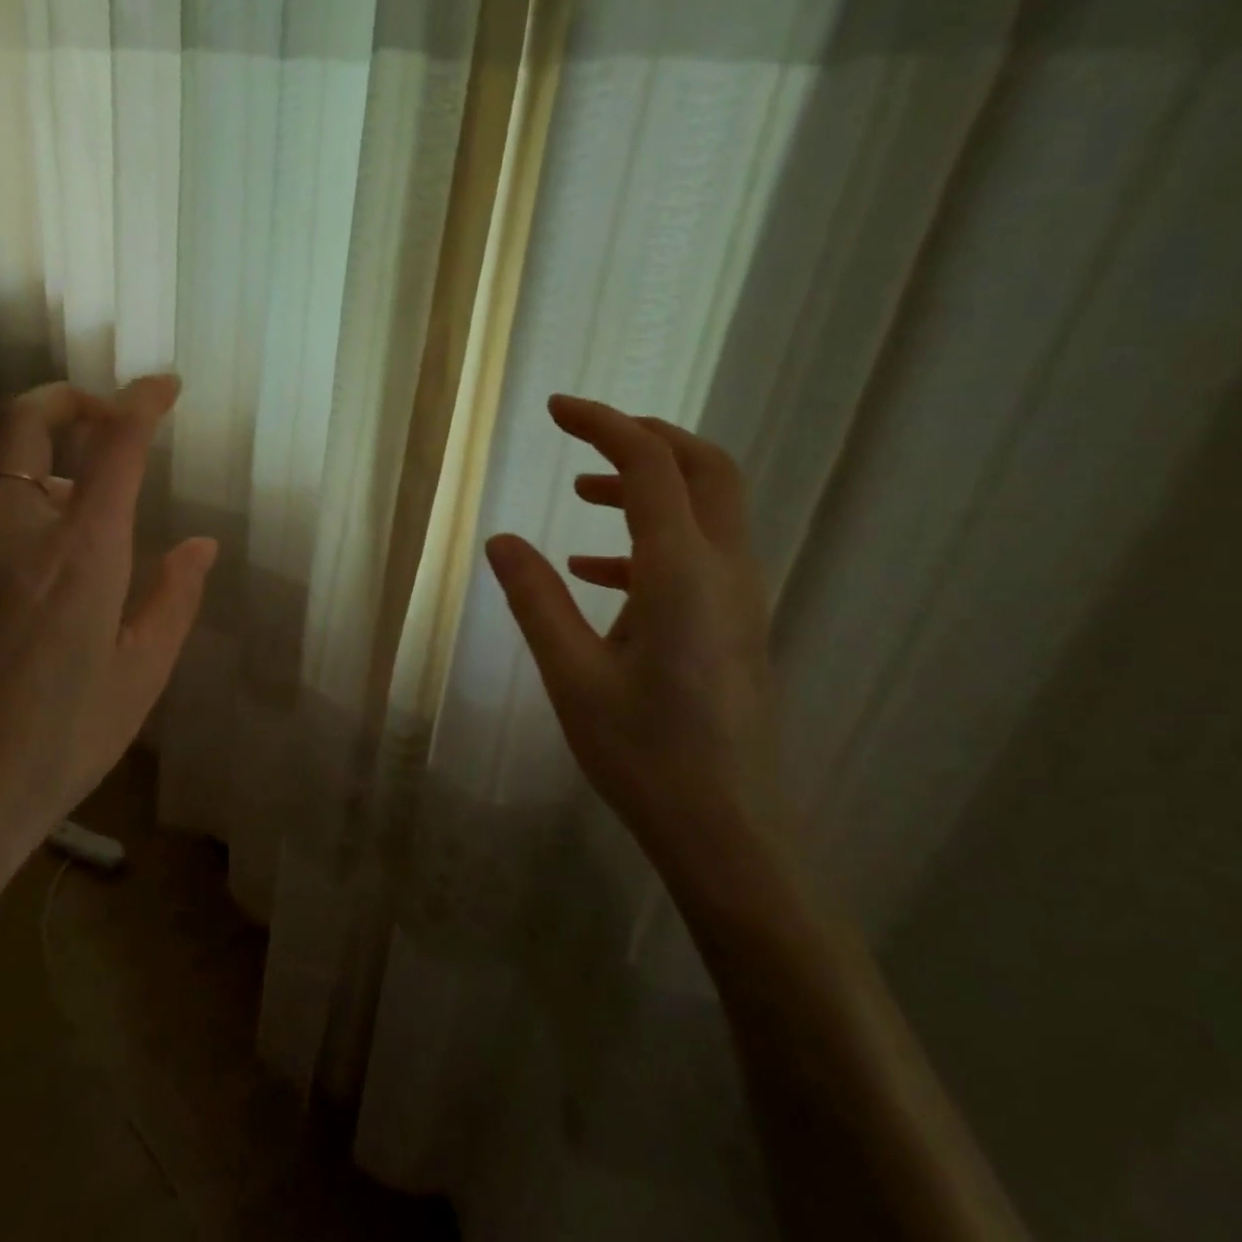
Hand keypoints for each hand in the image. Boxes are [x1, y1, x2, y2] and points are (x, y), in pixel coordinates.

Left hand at [0, 375, 216, 884]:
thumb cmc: (66, 738)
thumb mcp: (143, 673)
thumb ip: (175, 597)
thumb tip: (201, 546)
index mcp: (82, 554)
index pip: (113, 448)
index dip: (141, 402)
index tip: (165, 386)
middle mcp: (19, 534)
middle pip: (24, 423)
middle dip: (67, 397)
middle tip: (106, 413)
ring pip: (14, 480)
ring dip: (57, 476)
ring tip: (98, 536)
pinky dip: (35, 520)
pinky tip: (55, 581)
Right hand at [485, 395, 772, 869]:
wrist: (726, 832)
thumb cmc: (643, 754)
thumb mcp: (571, 674)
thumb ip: (535, 598)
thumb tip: (502, 540)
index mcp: (682, 573)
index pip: (649, 466)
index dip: (603, 425)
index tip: (556, 409)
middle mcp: (725, 571)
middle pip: (705, 468)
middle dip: (646, 437)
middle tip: (586, 435)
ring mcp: (740, 599)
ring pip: (709, 509)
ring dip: (651, 486)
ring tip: (583, 495)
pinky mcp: (737, 626)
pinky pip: (701, 555)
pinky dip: (652, 540)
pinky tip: (599, 574)